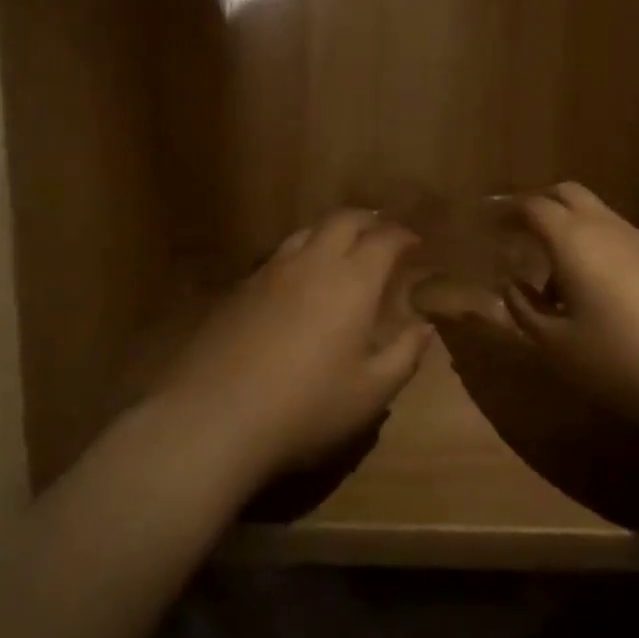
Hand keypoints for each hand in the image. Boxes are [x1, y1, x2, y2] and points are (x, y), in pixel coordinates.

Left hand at [157, 210, 434, 480]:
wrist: (214, 417)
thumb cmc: (306, 408)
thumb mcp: (370, 393)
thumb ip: (404, 355)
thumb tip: (424, 327)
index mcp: (351, 281)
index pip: (384, 239)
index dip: (403, 235)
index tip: (415, 243)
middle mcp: (311, 263)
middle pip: (343, 220)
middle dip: (368, 220)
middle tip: (381, 234)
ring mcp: (269, 272)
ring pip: (306, 232)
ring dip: (330, 232)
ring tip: (340, 249)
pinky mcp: (238, 289)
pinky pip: (277, 256)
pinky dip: (299, 254)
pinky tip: (296, 281)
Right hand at [503, 183, 638, 427]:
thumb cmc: (616, 361)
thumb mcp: (554, 344)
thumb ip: (523, 308)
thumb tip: (512, 285)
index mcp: (574, 240)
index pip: (534, 207)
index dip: (509, 211)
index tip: (492, 223)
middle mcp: (609, 228)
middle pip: (569, 193)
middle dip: (541, 203)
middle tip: (521, 231)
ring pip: (599, 215)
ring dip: (572, 229)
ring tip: (558, 275)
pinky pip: (623, 239)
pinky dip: (600, 248)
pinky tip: (601, 292)